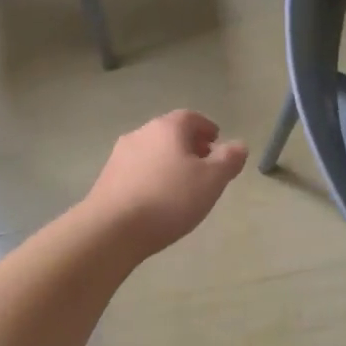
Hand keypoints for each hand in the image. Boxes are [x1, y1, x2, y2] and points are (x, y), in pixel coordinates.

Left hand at [83, 111, 247, 256]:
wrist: (112, 228)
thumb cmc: (169, 199)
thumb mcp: (211, 180)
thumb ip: (229, 160)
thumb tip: (239, 145)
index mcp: (167, 128)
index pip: (191, 117)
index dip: (207, 128)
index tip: (217, 143)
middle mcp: (141, 133)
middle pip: (170, 133)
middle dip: (189, 145)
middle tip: (204, 164)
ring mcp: (120, 155)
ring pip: (152, 151)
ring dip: (169, 161)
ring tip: (182, 184)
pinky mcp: (107, 177)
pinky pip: (137, 169)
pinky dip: (152, 175)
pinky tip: (157, 198)